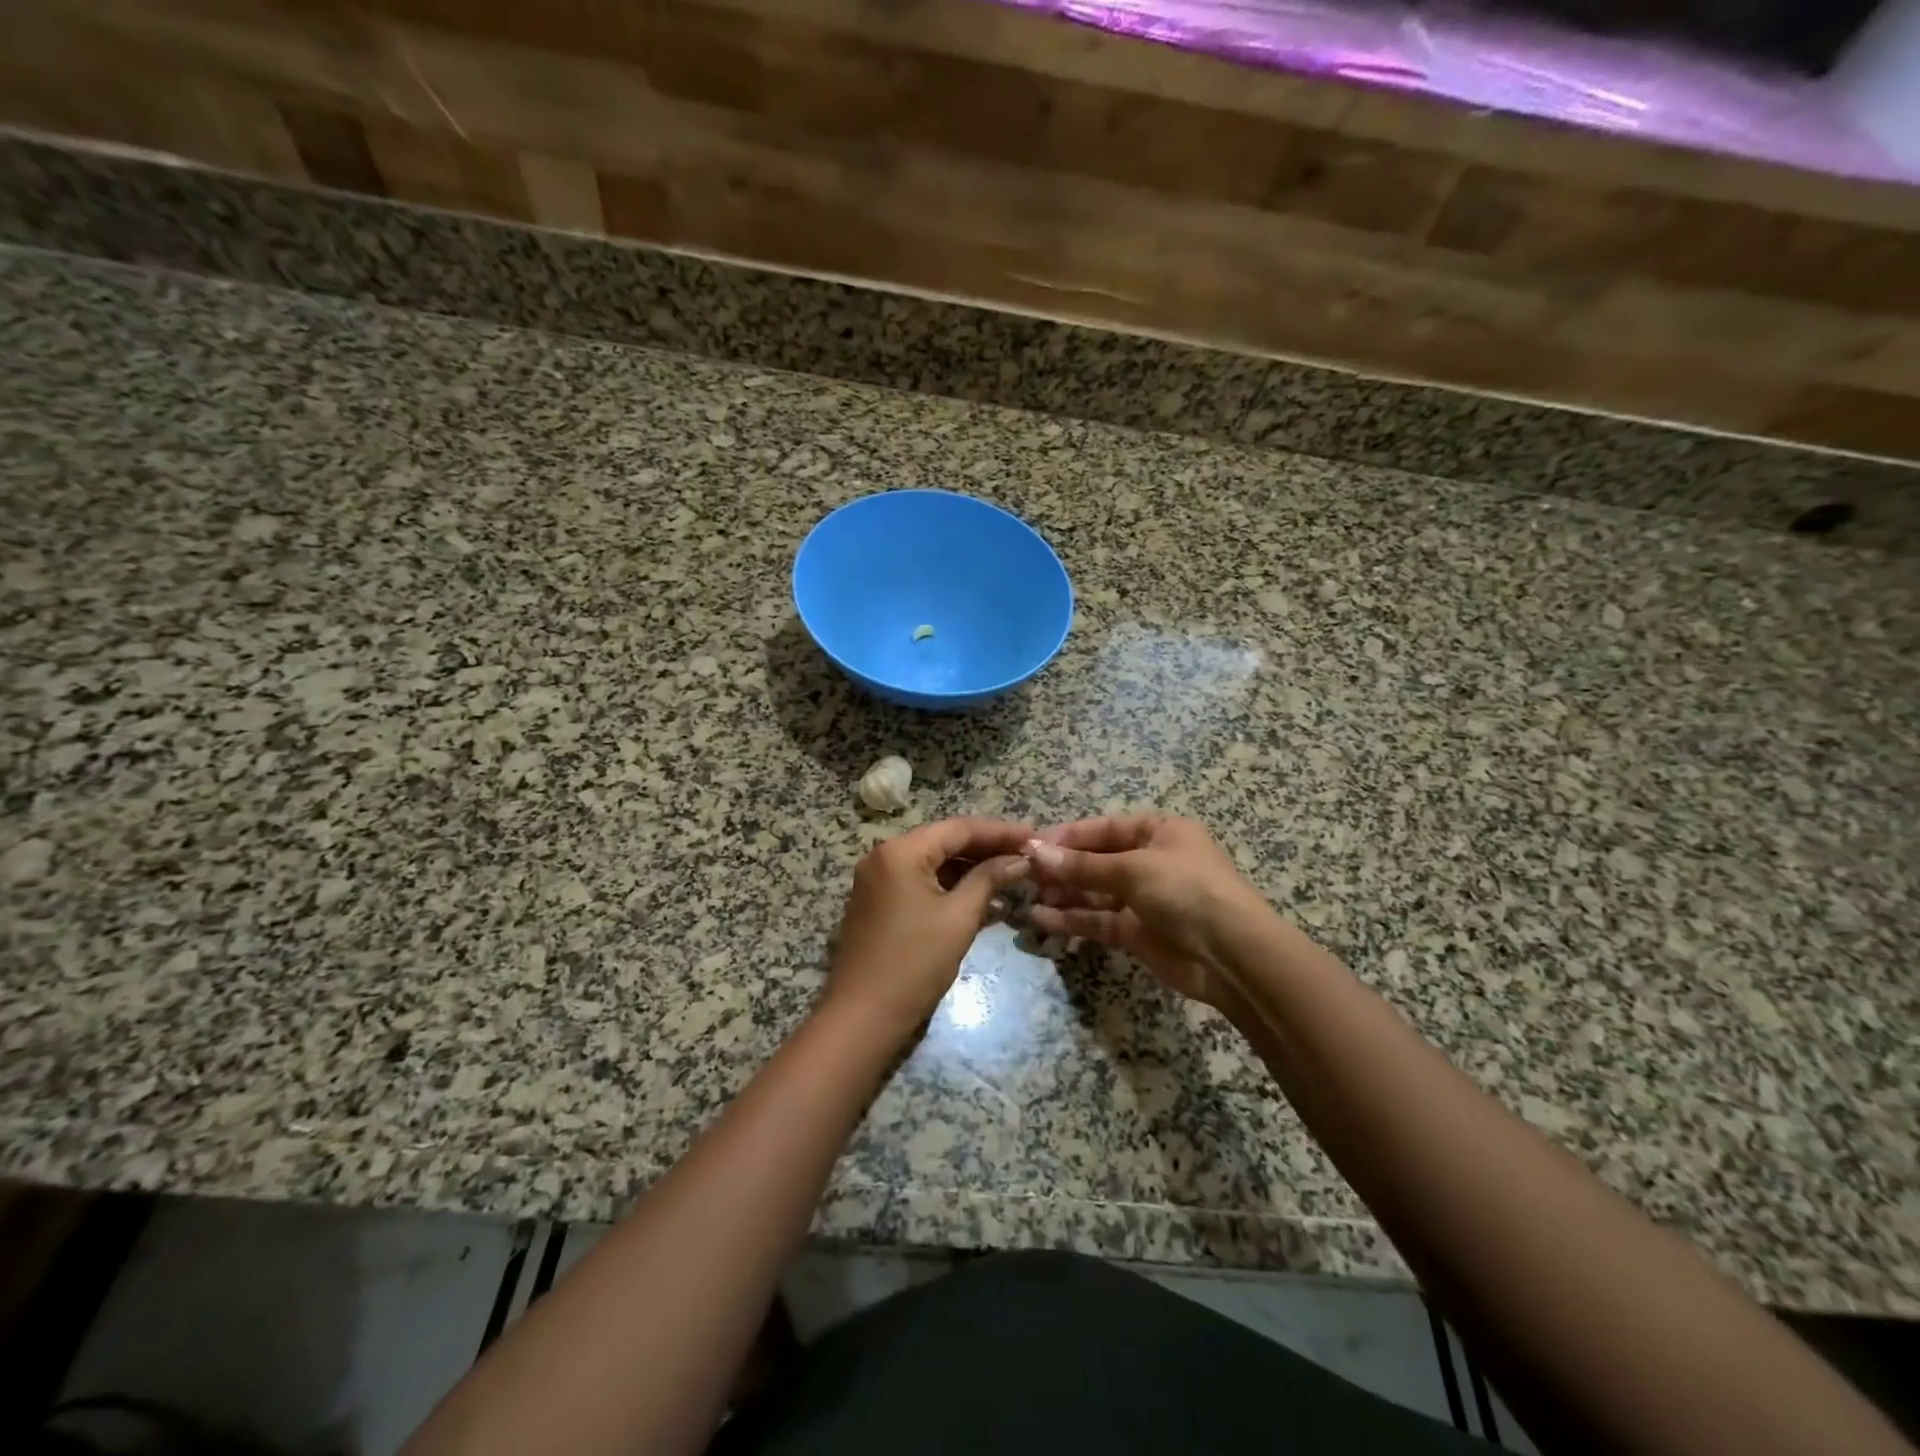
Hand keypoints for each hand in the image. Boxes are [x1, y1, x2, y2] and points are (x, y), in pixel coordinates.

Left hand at [822, 816, 1031, 1045]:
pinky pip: (921, 884)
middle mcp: (884, 856)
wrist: (863, 1016)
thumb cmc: (914, 962)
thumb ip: (989, 879)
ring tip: (1012, 876)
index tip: (1033, 836)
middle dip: (986, 850)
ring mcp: (878, 880)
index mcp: (900, 851)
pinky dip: (950, 888)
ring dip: (971, 870)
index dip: (999, 832)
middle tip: (1026, 855)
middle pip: (944, 842)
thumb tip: (1019, 860)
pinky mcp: (879, 903)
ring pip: (933, 864)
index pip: (958, 828)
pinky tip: (984, 899)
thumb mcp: (959, 917)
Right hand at [1024, 815, 1268, 1010]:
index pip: (1104, 828)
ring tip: (1026, 898)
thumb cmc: (1186, 890)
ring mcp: (1144, 899)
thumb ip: (1082, 865)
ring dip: (1063, 895)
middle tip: (1024, 875)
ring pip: (1094, 893)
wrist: (1232, 955)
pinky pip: (1099, 921)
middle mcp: (1150, 861)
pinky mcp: (1137, 933)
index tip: (1031, 845)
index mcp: (1159, 832)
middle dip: (1062, 868)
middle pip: (1096, 861)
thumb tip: (1035, 851)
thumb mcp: (1133, 869)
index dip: (1068, 836)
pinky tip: (1042, 920)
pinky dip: (1072, 920)